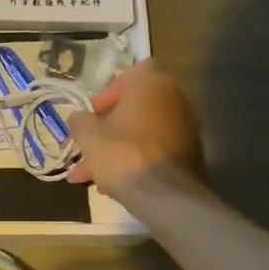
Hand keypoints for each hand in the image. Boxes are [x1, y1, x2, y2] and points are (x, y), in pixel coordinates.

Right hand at [66, 62, 203, 200]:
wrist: (164, 194)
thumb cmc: (122, 153)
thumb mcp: (87, 135)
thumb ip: (79, 120)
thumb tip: (79, 119)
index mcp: (151, 84)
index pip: (130, 75)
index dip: (108, 93)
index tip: (94, 115)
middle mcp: (174, 98)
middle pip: (134, 109)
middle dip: (107, 130)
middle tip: (87, 148)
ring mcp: (185, 127)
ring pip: (141, 134)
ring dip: (116, 150)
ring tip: (90, 177)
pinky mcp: (189, 153)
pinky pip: (154, 150)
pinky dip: (135, 161)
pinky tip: (113, 186)